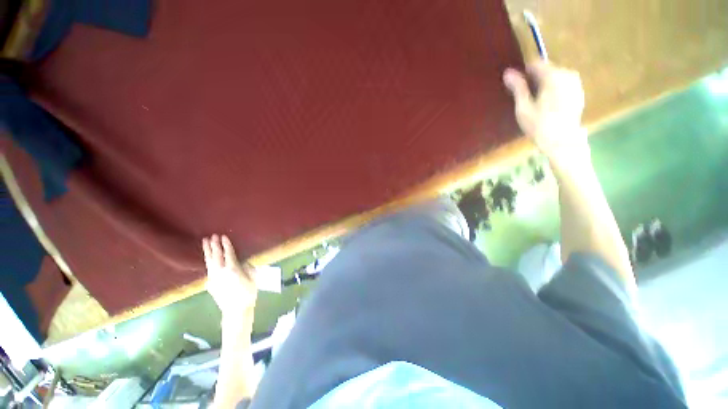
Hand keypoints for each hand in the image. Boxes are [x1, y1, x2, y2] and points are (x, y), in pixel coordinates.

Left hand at [202, 234, 256, 320]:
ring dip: (207, 251)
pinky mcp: (210, 283)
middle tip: (212, 236)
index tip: (223, 236)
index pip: (228, 253)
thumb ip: (248, 267)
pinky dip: (208, 261)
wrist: (236, 310)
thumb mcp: (253, 278)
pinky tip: (208, 258)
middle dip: (214, 245)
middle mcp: (220, 272)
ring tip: (205, 242)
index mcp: (232, 269)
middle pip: (216, 256)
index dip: (226, 245)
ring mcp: (213, 278)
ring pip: (209, 262)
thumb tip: (243, 262)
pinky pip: (209, 269)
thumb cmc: (248, 293)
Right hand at [503, 61, 587, 157]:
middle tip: (526, 98)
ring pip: (555, 77)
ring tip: (537, 103)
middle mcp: (567, 75)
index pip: (537, 64)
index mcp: (553, 77)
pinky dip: (554, 90)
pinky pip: (563, 84)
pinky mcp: (578, 92)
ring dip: (545, 85)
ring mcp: (575, 83)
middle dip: (536, 80)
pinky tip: (548, 106)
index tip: (517, 85)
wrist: (562, 141)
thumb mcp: (524, 107)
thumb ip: (518, 88)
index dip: (525, 73)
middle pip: (547, 69)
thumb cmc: (539, 125)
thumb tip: (508, 72)